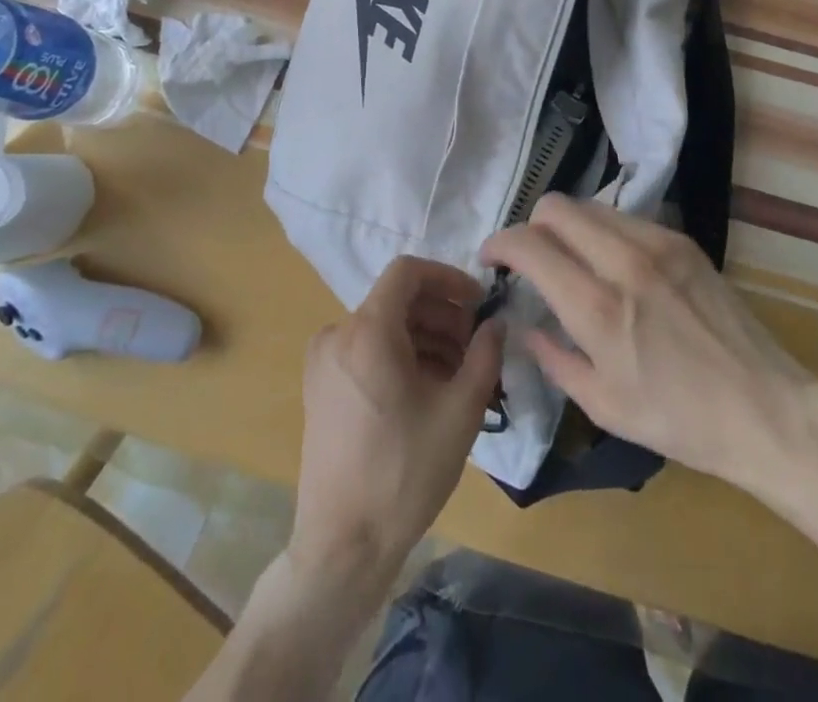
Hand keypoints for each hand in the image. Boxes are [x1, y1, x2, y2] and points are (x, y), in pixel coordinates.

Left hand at [289, 256, 502, 593]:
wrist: (343, 545)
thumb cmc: (404, 473)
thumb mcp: (459, 412)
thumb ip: (484, 355)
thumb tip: (496, 323)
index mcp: (367, 330)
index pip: (408, 272)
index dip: (447, 278)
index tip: (478, 303)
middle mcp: (338, 334)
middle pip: (398, 300)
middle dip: (442, 314)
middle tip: (477, 346)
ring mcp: (324, 361)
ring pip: (384, 326)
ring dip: (425, 337)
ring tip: (460, 373)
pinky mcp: (321, 386)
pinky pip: (367, 350)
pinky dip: (401, 355)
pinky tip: (429, 389)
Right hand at [479, 194, 814, 491]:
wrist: (765, 409)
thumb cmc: (679, 420)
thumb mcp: (603, 405)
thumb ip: (553, 359)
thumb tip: (524, 326)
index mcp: (598, 307)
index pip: (529, 245)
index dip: (499, 244)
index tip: (491, 260)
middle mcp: (623, 261)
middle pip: (555, 207)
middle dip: (530, 226)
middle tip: (531, 259)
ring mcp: (657, 244)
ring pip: (590, 206)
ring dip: (567, 226)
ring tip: (571, 259)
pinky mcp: (682, 241)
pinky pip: (625, 217)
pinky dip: (603, 232)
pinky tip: (612, 264)